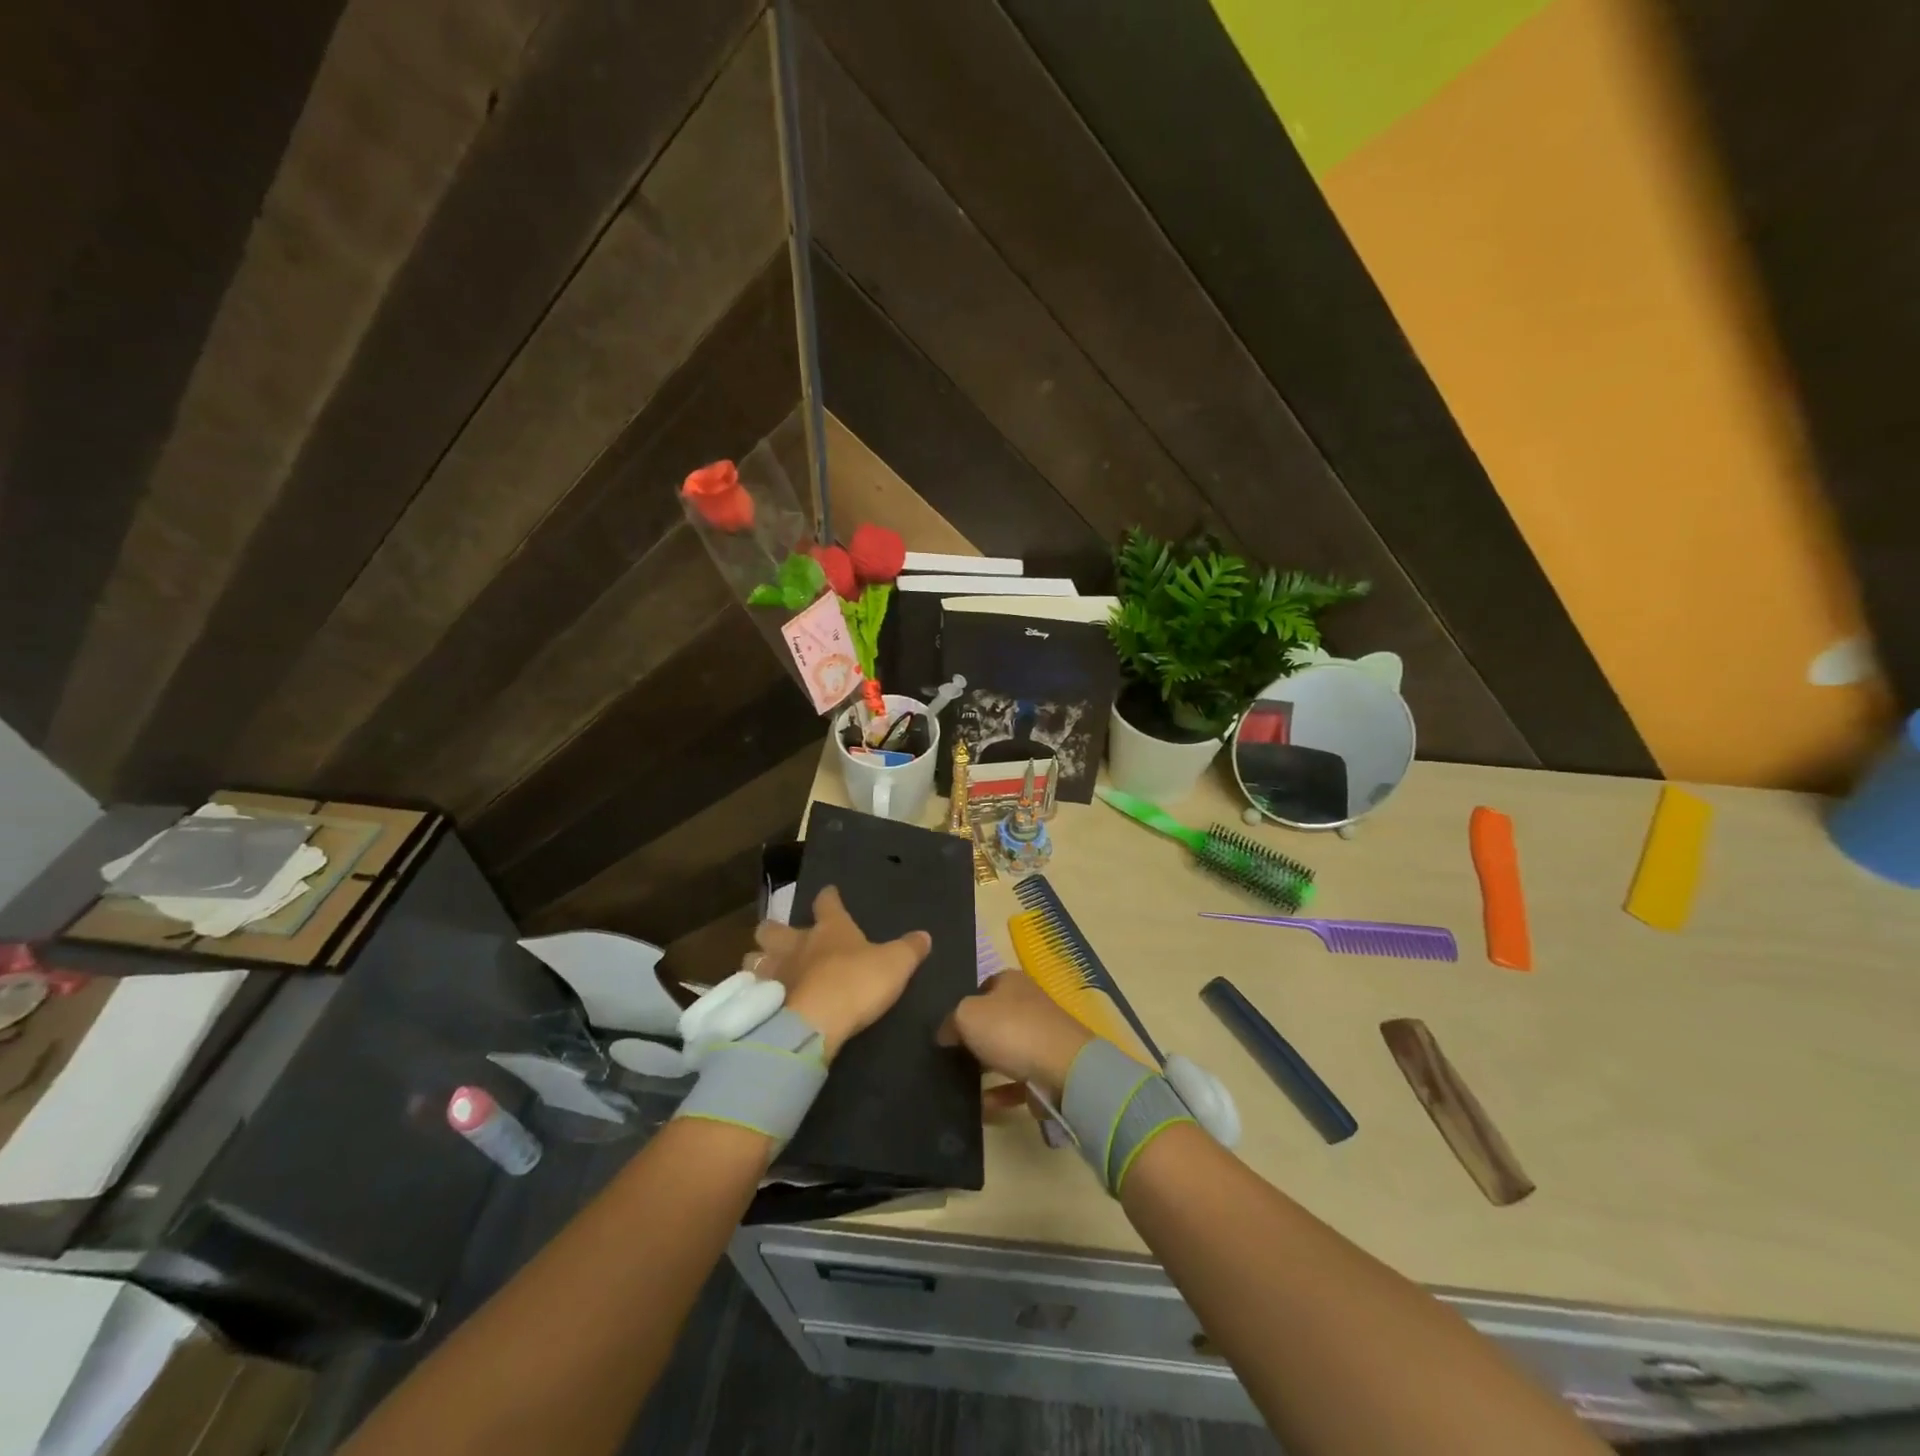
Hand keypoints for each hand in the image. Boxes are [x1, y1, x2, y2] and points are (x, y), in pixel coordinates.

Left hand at [751, 887, 929, 1059]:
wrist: (814, 1022)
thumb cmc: (857, 983)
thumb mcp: (895, 965)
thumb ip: (909, 949)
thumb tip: (925, 935)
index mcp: (830, 929)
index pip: (827, 902)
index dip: (828, 897)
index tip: (829, 892)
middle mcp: (796, 944)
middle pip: (773, 928)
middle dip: (774, 930)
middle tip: (781, 938)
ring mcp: (774, 971)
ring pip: (754, 957)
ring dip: (759, 961)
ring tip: (766, 970)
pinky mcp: (760, 1000)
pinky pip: (749, 990)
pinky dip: (753, 992)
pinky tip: (760, 1001)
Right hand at [939, 970, 1093, 1100]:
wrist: (1063, 1069)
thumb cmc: (1011, 1030)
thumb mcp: (967, 1015)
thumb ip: (950, 1022)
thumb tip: (945, 1034)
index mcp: (1011, 981)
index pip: (982, 987)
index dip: (963, 1004)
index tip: (946, 1027)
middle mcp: (1027, 1004)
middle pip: (994, 1019)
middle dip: (974, 1037)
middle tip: (948, 1055)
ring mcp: (1040, 1038)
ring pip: (1005, 1051)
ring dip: (986, 1067)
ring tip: (958, 1082)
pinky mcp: (1046, 1071)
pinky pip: (1016, 1083)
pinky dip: (999, 1094)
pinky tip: (979, 1107)